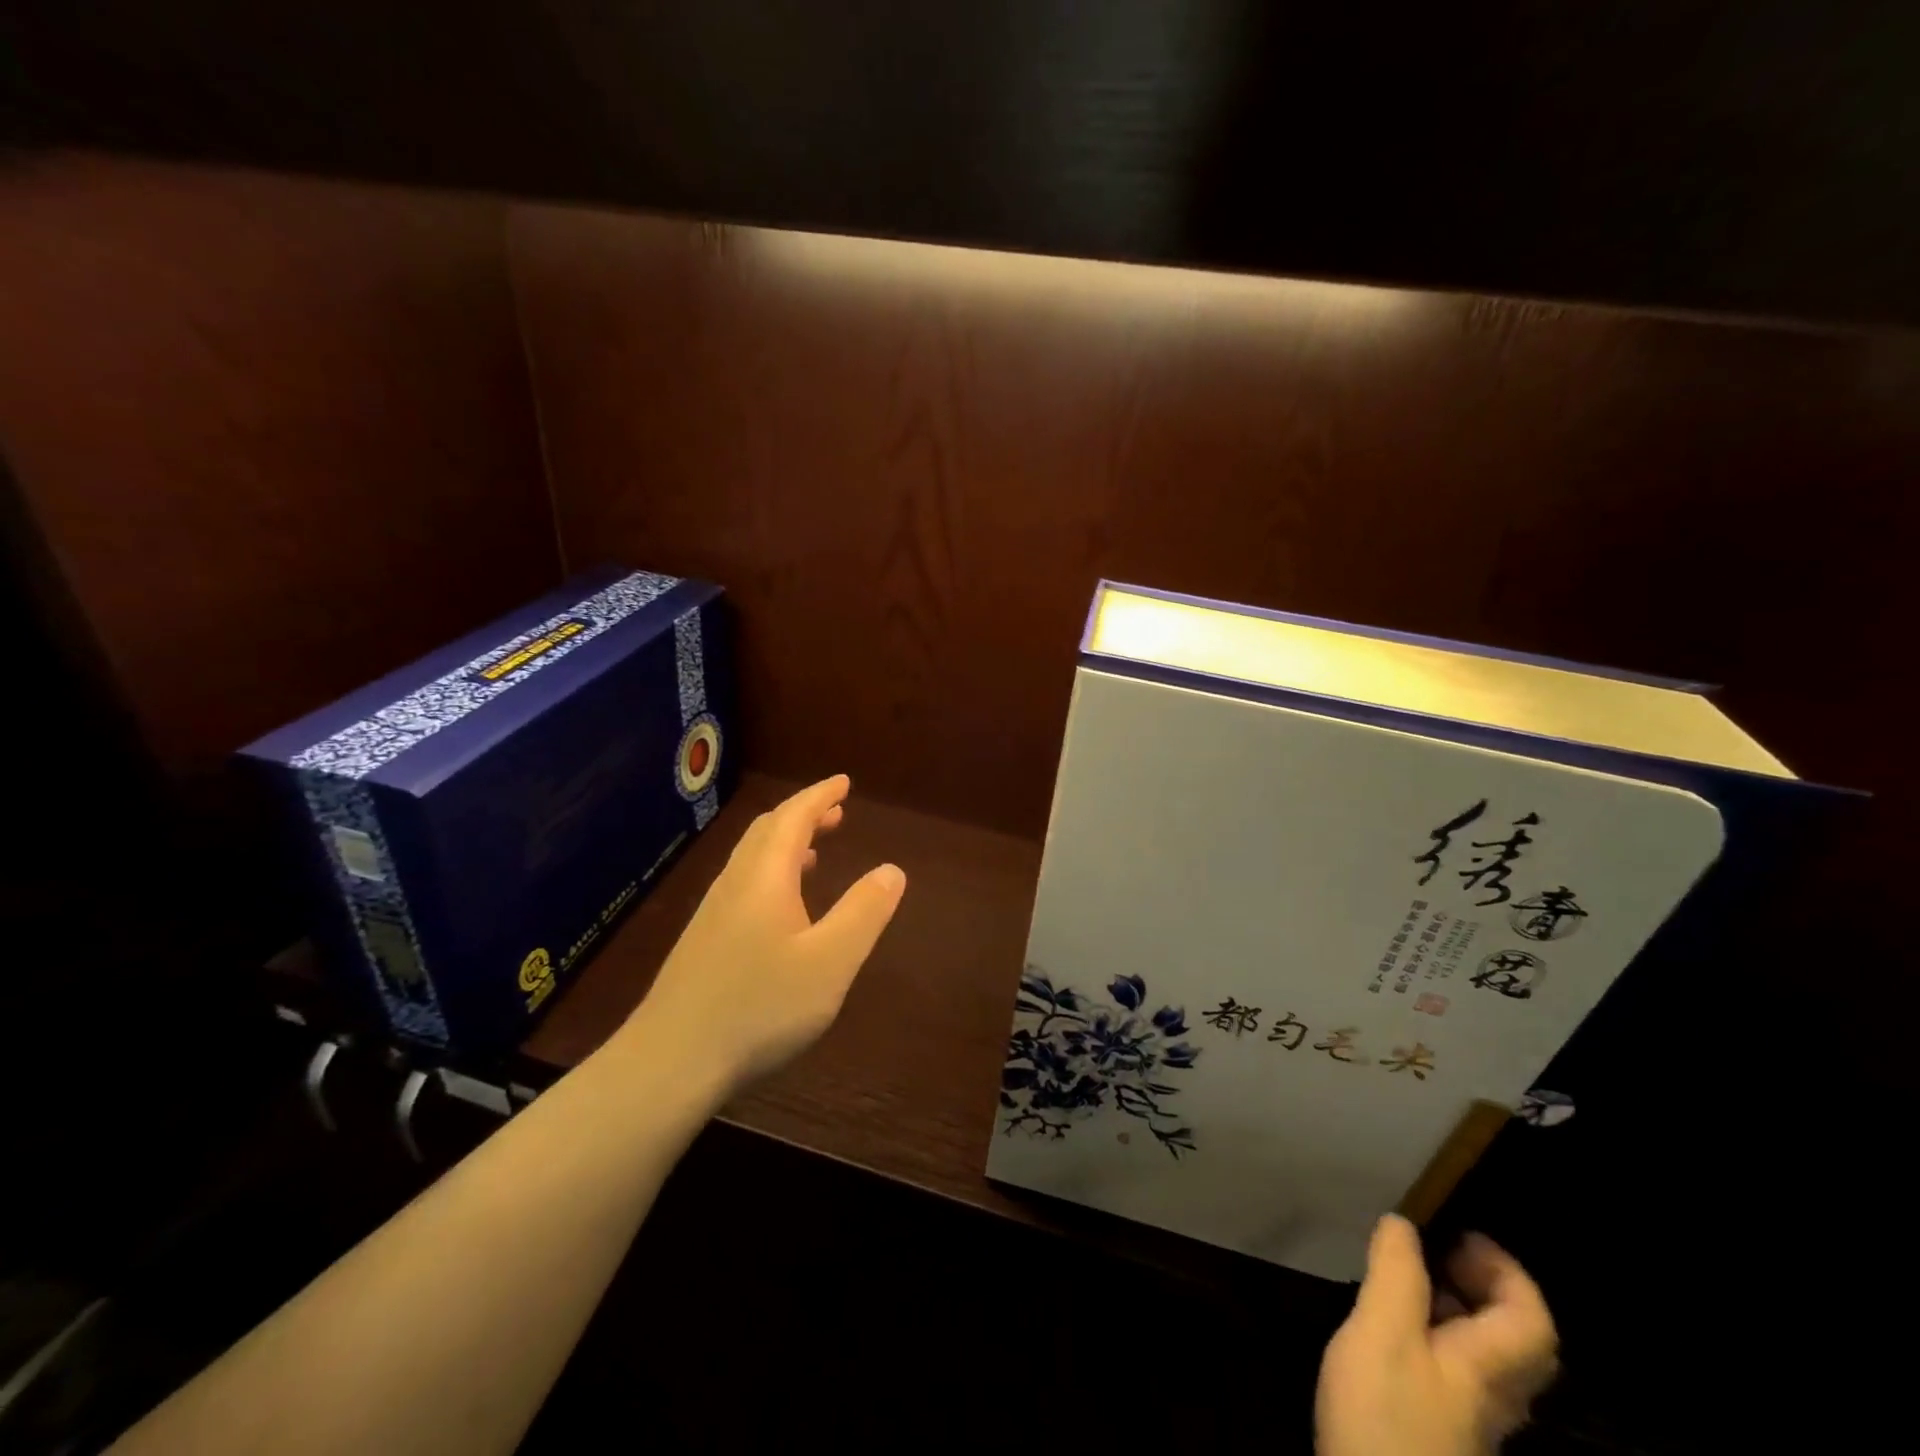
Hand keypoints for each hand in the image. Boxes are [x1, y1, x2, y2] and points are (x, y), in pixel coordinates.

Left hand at [622, 774, 906, 1098]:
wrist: (670, 1062)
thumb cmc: (759, 1007)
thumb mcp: (830, 961)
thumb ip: (864, 912)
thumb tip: (892, 870)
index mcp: (765, 876)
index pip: (793, 817)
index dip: (820, 796)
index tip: (844, 782)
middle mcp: (735, 884)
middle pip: (768, 831)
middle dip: (804, 815)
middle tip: (836, 810)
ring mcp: (714, 913)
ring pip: (753, 859)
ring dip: (787, 844)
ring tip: (817, 850)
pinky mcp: (704, 942)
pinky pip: (744, 884)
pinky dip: (772, 873)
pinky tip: (783, 907)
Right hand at [1317, 1215, 1557, 1455]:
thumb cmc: (1386, 1412)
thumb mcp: (1383, 1331)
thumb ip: (1396, 1274)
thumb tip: (1404, 1223)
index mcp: (1490, 1368)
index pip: (1532, 1319)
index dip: (1505, 1269)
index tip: (1458, 1233)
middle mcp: (1494, 1396)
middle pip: (1516, 1339)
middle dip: (1484, 1287)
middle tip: (1437, 1253)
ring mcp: (1469, 1419)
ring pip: (1485, 1356)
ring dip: (1458, 1309)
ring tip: (1409, 1281)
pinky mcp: (1440, 1432)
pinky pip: (1457, 1371)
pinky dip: (1436, 1335)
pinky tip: (1394, 1331)